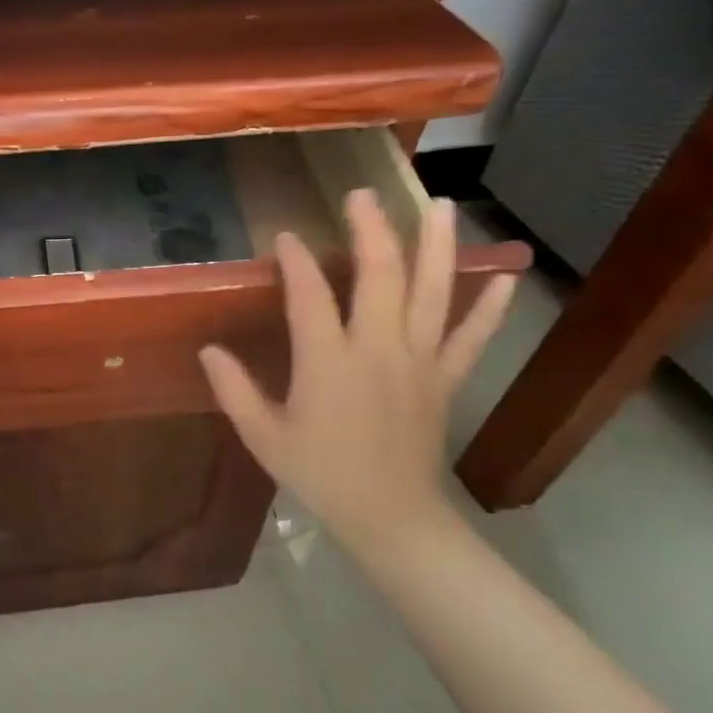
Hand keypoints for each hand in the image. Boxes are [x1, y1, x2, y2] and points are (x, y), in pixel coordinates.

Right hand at [199, 191, 513, 548]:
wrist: (389, 517)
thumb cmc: (319, 474)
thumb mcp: (263, 436)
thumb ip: (233, 389)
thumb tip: (208, 350)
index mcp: (328, 361)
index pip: (310, 294)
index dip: (296, 261)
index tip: (286, 238)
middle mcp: (378, 349)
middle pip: (380, 274)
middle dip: (370, 229)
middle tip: (361, 194)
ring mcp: (419, 361)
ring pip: (433, 292)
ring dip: (435, 244)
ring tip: (438, 203)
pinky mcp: (445, 379)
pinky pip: (472, 337)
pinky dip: (489, 307)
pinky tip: (504, 276)